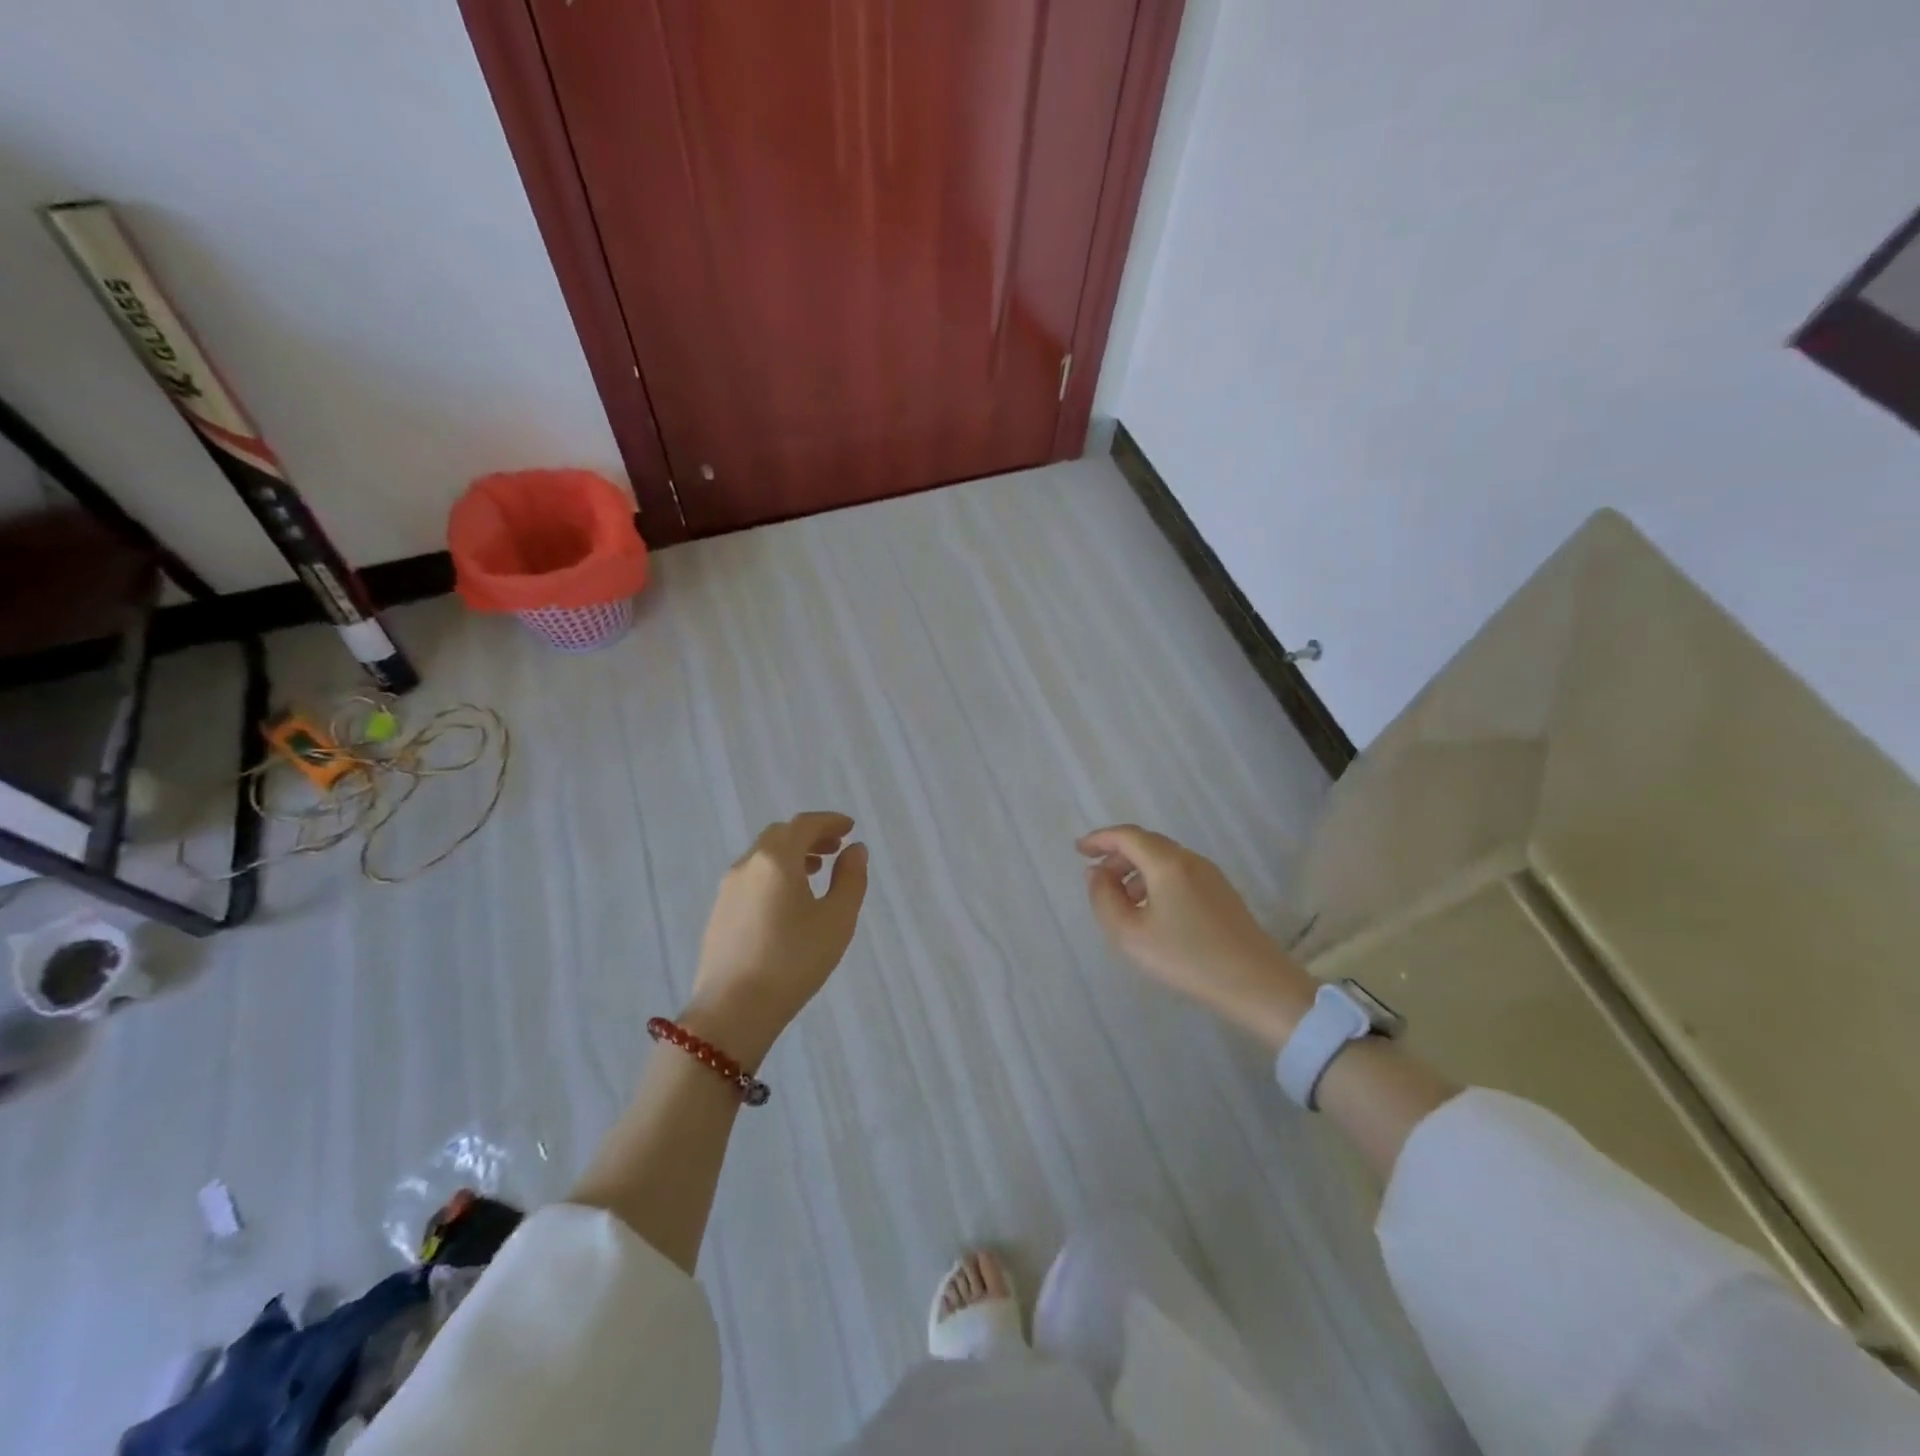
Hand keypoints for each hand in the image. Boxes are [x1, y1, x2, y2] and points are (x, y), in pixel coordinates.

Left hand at [684, 812, 868, 1066]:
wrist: (732, 1010)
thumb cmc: (793, 960)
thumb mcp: (836, 920)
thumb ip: (850, 879)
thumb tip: (855, 850)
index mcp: (776, 859)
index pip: (804, 824)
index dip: (830, 821)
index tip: (850, 828)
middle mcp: (747, 865)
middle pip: (780, 836)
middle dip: (810, 836)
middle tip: (836, 848)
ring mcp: (728, 889)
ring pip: (763, 857)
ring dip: (791, 855)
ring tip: (815, 872)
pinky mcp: (719, 913)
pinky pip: (751, 878)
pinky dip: (774, 875)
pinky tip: (787, 901)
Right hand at [1078, 824, 1314, 1048]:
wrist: (1258, 985)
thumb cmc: (1187, 959)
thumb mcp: (1130, 935)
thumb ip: (1104, 899)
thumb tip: (1095, 873)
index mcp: (1167, 863)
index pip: (1127, 836)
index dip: (1100, 839)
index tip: (1079, 850)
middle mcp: (1190, 860)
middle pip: (1146, 844)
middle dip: (1117, 855)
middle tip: (1096, 878)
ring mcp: (1211, 875)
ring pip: (1164, 859)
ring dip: (1136, 871)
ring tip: (1121, 901)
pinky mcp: (1222, 893)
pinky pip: (1179, 874)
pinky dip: (1156, 881)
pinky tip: (1151, 911)